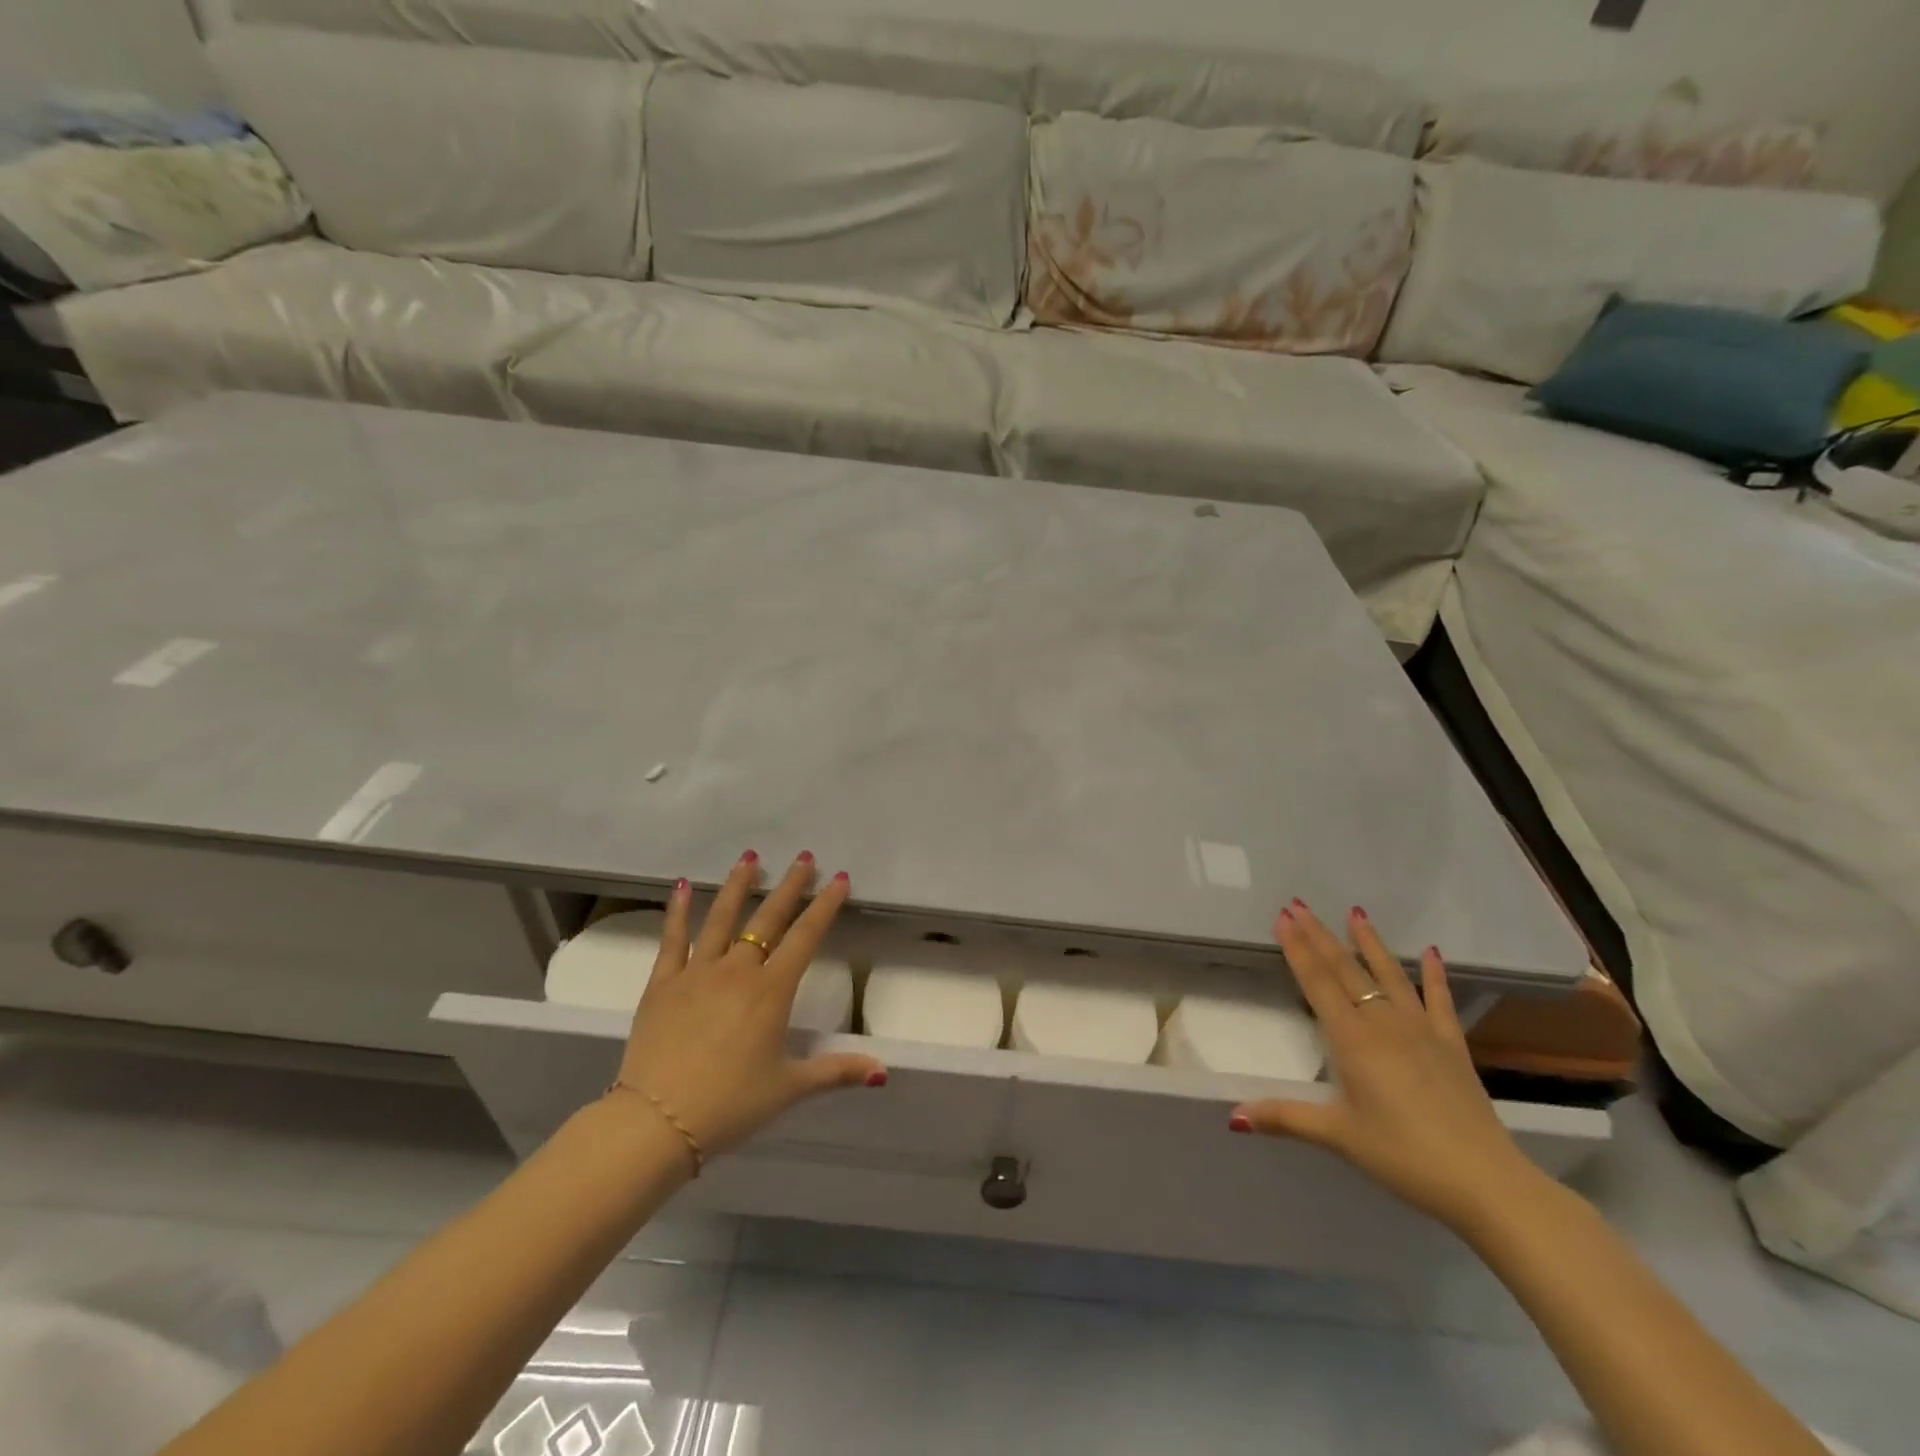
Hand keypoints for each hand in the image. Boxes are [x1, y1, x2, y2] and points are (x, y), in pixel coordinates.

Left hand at [612, 851, 885, 1165]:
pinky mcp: (662, 983)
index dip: (825, 906)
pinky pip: (672, 939)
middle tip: (803, 858)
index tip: (838, 879)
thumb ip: (836, 1071)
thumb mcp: (789, 1088)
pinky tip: (682, 886)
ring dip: (738, 885)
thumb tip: (882, 1070)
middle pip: (768, 919)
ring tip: (749, 857)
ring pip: (722, 918)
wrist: (656, 1122)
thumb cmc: (729, 1105)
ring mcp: (697, 972)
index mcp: (771, 992)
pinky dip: (678, 911)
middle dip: (790, 886)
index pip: (805, 938)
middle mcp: (737, 971)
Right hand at [1231, 902, 1542, 1232]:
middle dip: (1320, 936)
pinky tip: (1432, 952)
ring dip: (1369, 942)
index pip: (1317, 983)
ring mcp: (1422, 1031)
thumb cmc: (1403, 1156)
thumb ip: (1285, 1117)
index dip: (1298, 949)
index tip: (1283, 917)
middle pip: (1346, 970)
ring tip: (1355, 912)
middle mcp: (1384, 1024)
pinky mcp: (1452, 1046)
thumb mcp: (1339, 1136)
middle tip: (1300, 905)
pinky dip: (1436, 975)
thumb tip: (1233, 1115)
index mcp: (1352, 1040)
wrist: (1485, 1182)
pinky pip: (1440, 1001)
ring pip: (1389, 975)